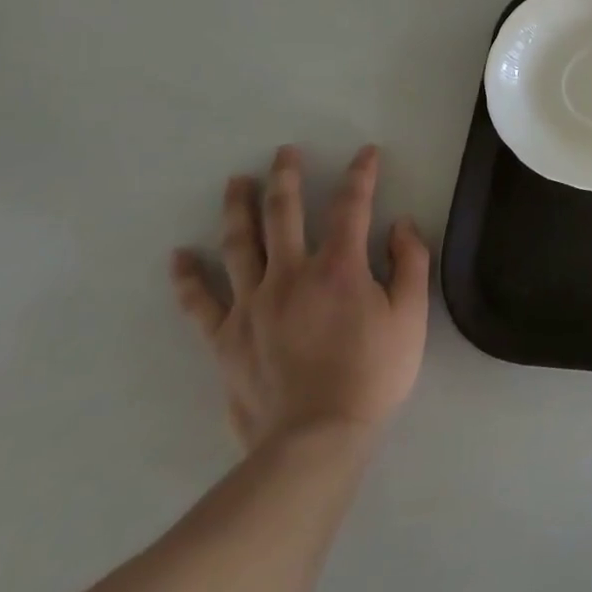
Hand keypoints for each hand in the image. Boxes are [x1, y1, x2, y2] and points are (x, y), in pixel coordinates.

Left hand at [170, 145, 429, 450]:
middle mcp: (291, 274)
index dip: (361, 174)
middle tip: (284, 153)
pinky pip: (200, 302)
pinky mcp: (225, 338)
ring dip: (238, 208)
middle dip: (287, 177)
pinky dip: (188, 277)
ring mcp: (252, 305)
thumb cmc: (373, 374)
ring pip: (239, 244)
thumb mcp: (411, 317)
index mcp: (340, 267)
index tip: (367, 153)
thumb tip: (400, 225)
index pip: (351, 206)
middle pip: (284, 213)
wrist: (316, 439)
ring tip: (236, 183)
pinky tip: (179, 256)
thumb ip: (410, 263)